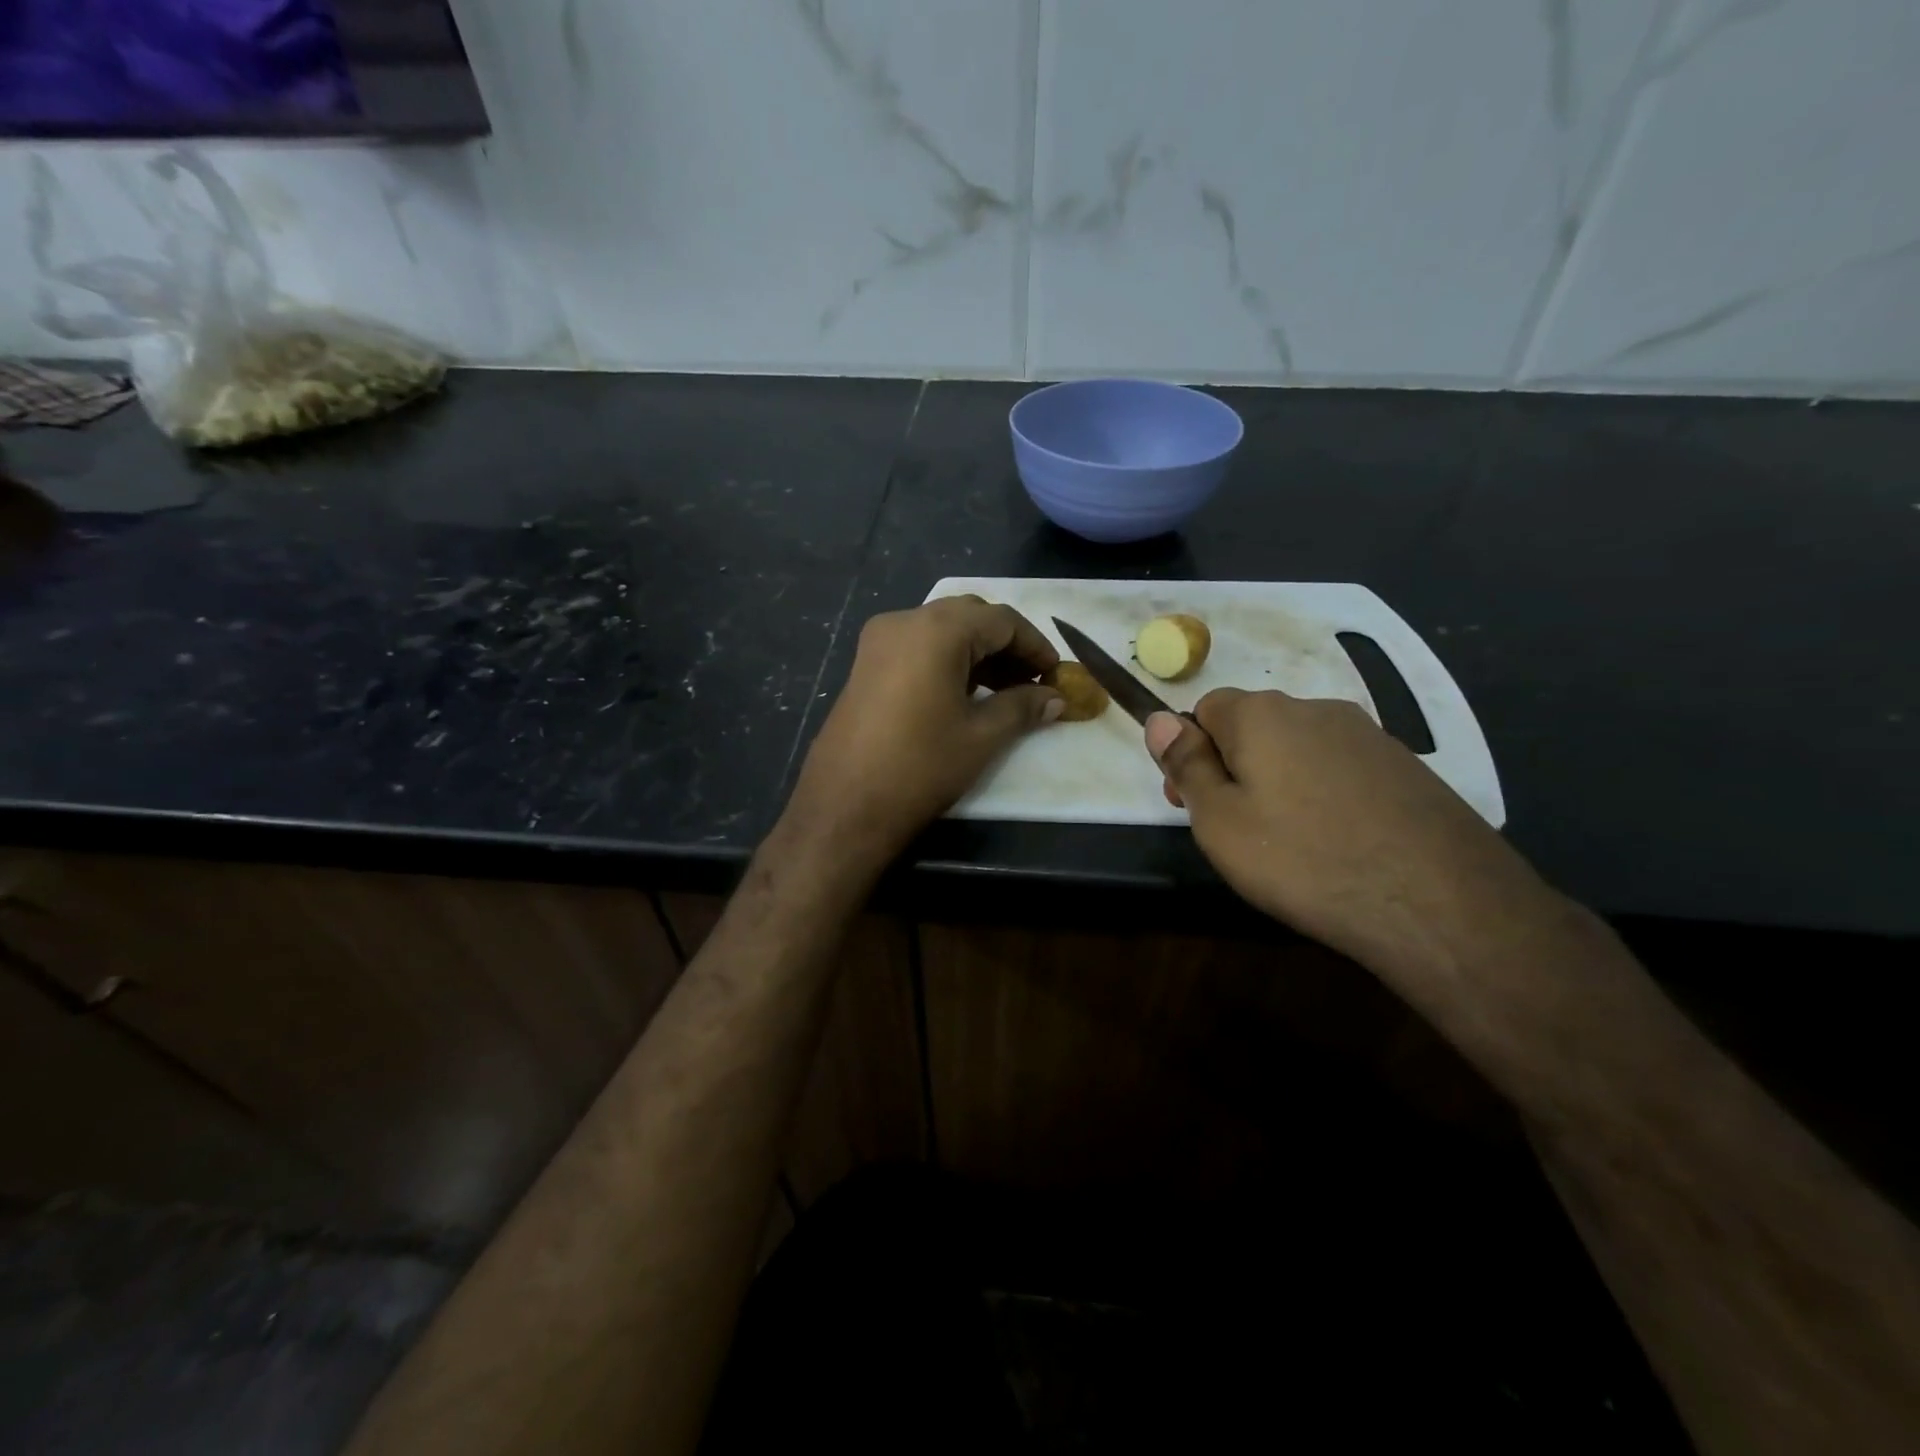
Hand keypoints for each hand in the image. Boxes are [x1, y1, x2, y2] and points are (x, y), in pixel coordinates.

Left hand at [786, 597, 1062, 865]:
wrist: (845, 806)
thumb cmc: (920, 767)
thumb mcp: (981, 737)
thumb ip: (1022, 707)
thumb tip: (1056, 698)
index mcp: (936, 630)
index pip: (1001, 620)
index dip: (1035, 645)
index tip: (1056, 674)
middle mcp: (904, 621)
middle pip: (969, 616)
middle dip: (1006, 644)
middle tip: (1031, 681)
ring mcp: (878, 641)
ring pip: (941, 629)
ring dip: (977, 651)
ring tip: (1004, 690)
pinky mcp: (865, 664)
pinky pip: (917, 646)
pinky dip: (947, 659)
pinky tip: (964, 693)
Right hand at [1145, 690, 1555, 976]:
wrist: (1437, 902)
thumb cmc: (1303, 860)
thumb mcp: (1219, 821)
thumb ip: (1186, 765)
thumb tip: (1159, 719)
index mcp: (1262, 715)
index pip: (1205, 708)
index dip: (1192, 753)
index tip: (1196, 804)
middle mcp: (1315, 709)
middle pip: (1254, 727)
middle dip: (1235, 767)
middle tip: (1239, 831)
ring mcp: (1368, 735)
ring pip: (1300, 749)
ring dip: (1282, 781)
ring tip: (1293, 844)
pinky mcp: (1407, 767)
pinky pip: (1343, 770)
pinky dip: (1328, 796)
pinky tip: (1340, 843)